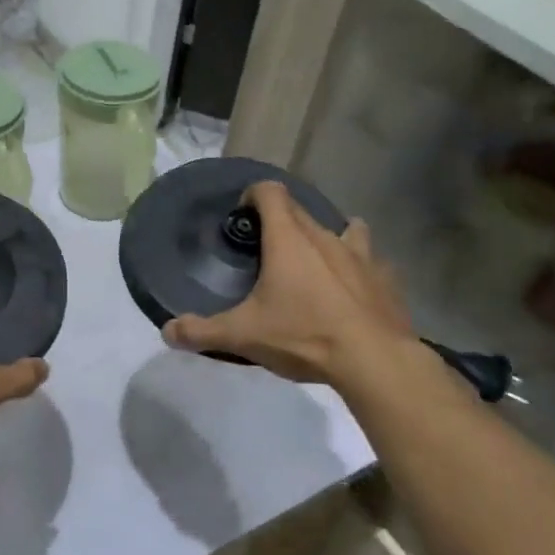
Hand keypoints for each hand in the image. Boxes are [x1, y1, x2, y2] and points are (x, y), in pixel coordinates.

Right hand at [163, 181, 415, 388]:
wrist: (375, 362)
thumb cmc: (305, 336)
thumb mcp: (244, 336)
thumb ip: (202, 331)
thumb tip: (167, 332)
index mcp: (289, 239)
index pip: (270, 192)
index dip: (253, 195)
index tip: (243, 216)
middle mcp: (324, 236)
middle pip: (300, 210)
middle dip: (282, 220)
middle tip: (267, 250)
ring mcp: (361, 256)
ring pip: (344, 229)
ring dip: (328, 237)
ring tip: (316, 260)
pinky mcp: (387, 279)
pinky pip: (372, 261)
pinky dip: (360, 268)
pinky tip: (355, 288)